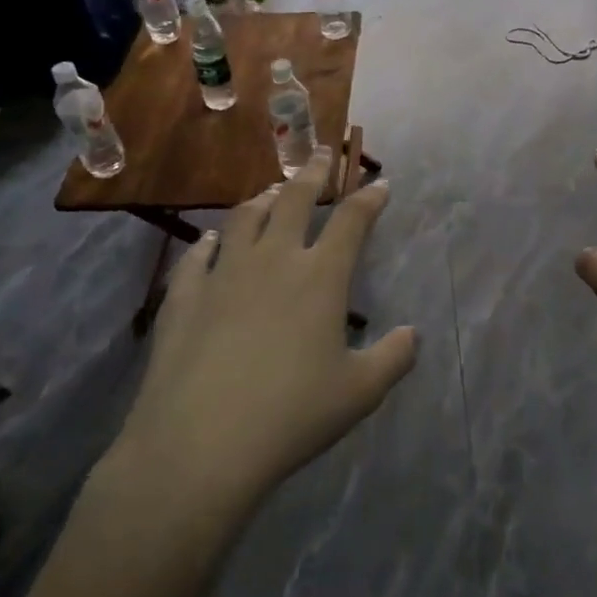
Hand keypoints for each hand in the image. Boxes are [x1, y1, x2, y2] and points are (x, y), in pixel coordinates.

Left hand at [110, 150, 416, 511]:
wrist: (200, 444)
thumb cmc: (291, 415)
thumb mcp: (359, 392)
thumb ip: (393, 358)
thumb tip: (412, 334)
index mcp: (321, 277)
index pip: (352, 221)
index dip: (370, 198)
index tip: (380, 183)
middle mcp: (273, 260)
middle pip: (294, 200)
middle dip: (313, 173)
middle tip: (322, 153)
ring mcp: (223, 273)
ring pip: (245, 217)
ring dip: (263, 198)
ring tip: (272, 191)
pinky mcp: (184, 295)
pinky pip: (199, 254)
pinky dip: (211, 241)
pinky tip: (213, 242)